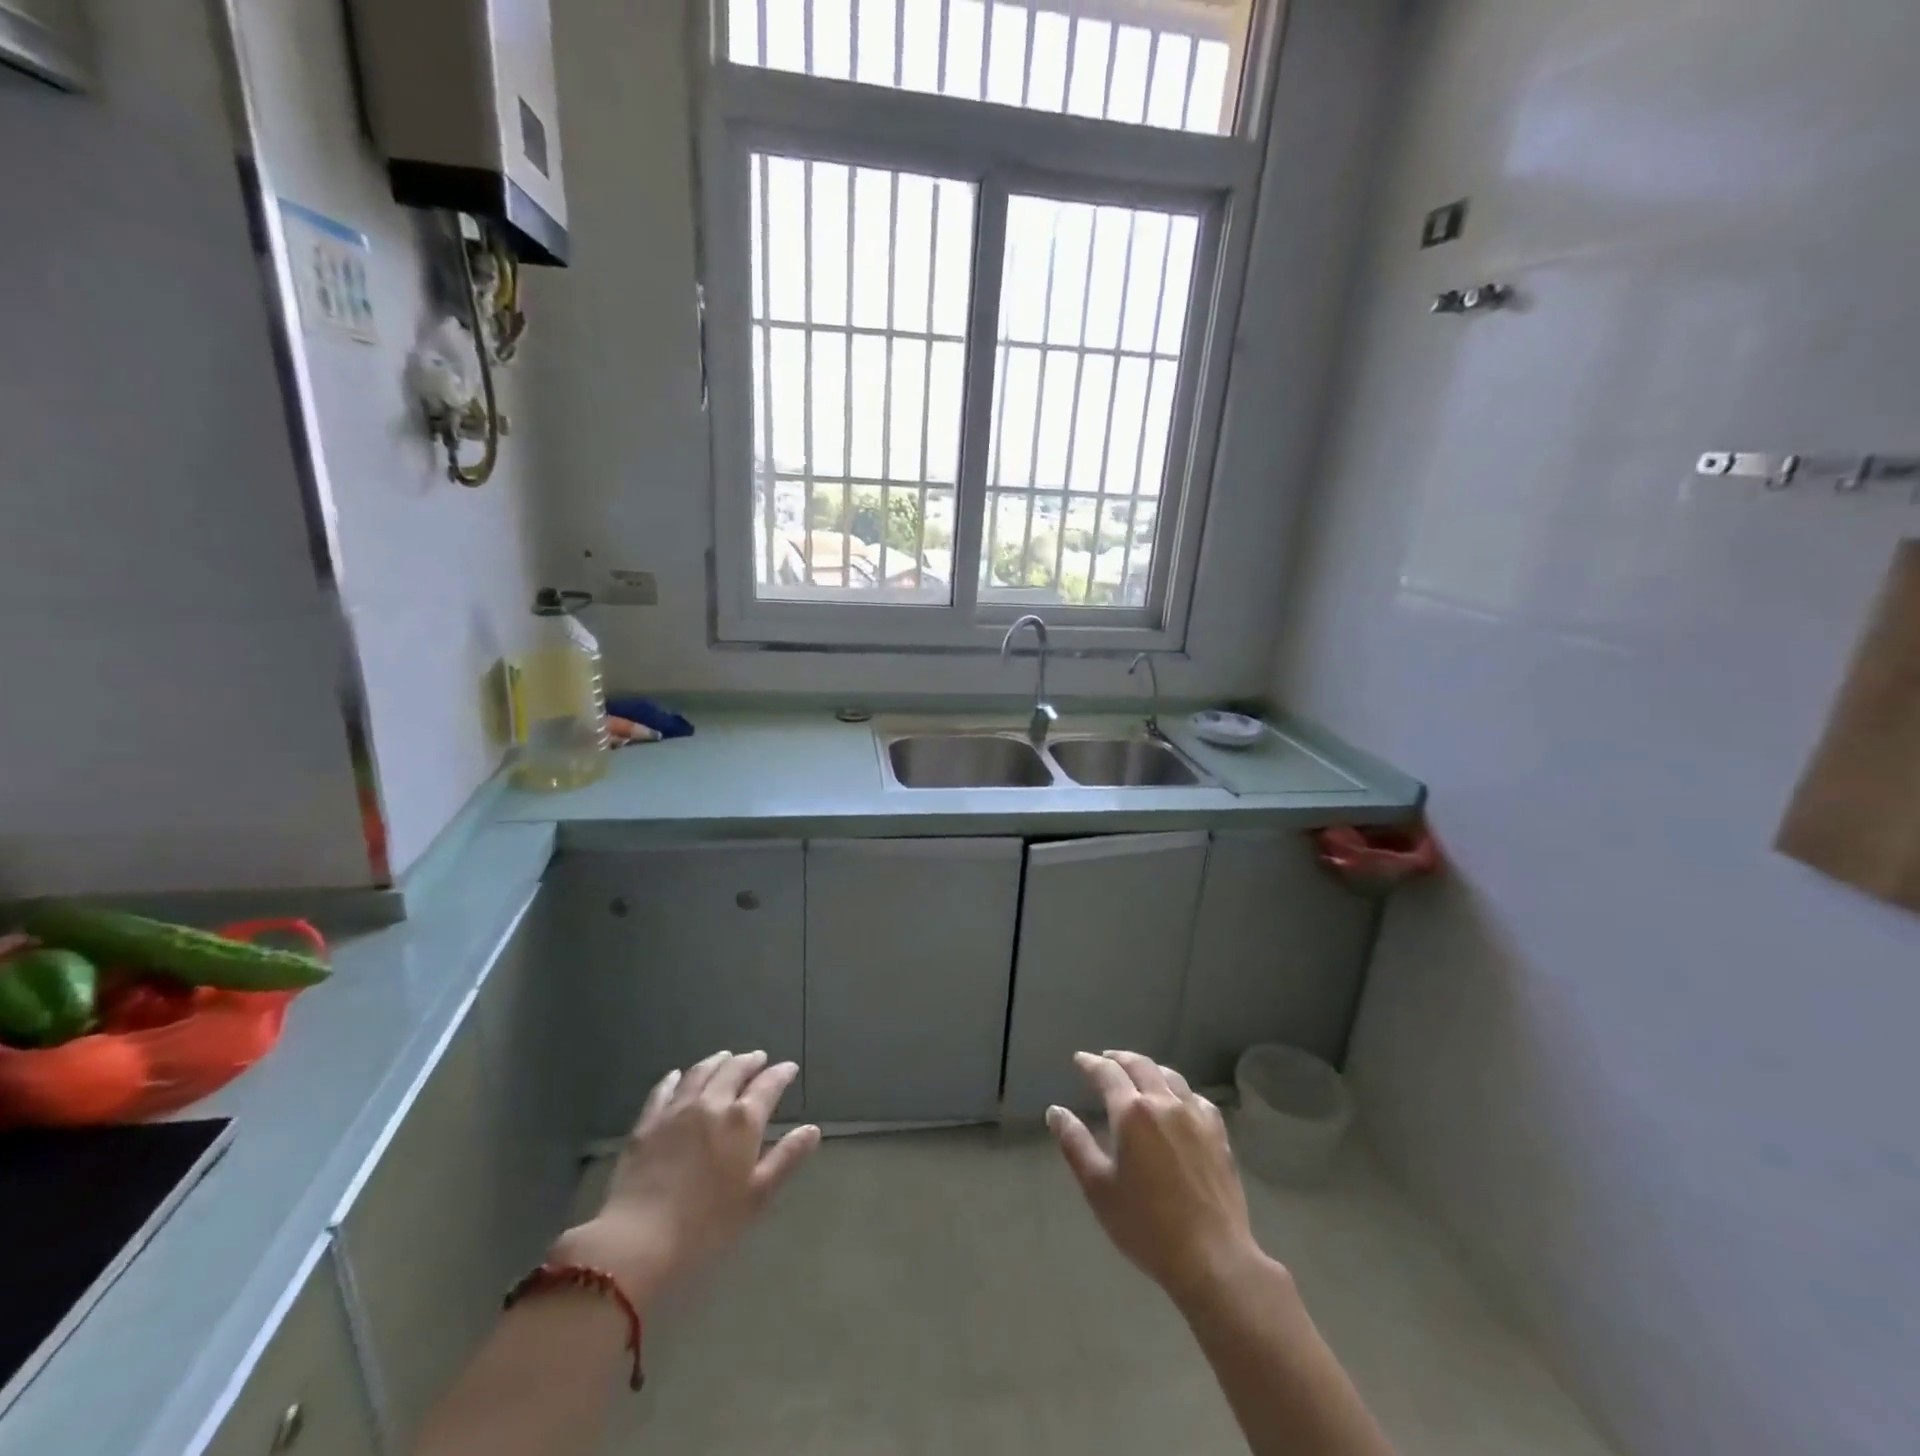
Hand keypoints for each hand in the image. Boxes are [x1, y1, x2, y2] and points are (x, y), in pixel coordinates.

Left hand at [554, 1050, 819, 1307]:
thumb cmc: (707, 1224)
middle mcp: (712, 1104)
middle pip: (734, 1070)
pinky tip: (677, 1076)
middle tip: (758, 1058)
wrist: (639, 1240)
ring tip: (725, 1057)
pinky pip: (663, 1090)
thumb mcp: (757, 1196)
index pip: (768, 1085)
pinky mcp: (646, 1123)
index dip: (781, 1074)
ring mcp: (676, 1110)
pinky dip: (675, 1078)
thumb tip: (812, 1129)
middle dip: (749, 1061)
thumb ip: (786, 1158)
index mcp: (742, 1121)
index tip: (789, 1068)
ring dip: (717, 1061)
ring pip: (700, 1073)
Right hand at [1048, 1050, 1266, 1306]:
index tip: (1079, 1059)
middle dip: (1119, 1058)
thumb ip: (1074, 1144)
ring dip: (1149, 1069)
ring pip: (1170, 1076)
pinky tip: (1178, 1102)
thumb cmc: (1147, 1226)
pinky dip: (1179, 1091)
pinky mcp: (1219, 1135)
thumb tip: (1055, 1111)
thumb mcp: (1098, 1188)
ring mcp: (1196, 1116)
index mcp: (1132, 1112)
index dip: (1090, 1063)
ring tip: (1138, 1074)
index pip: (1107, 1073)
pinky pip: (1196, 1098)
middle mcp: (1164, 1103)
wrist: (1213, 1259)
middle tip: (1105, 1059)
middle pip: (1140, 1065)